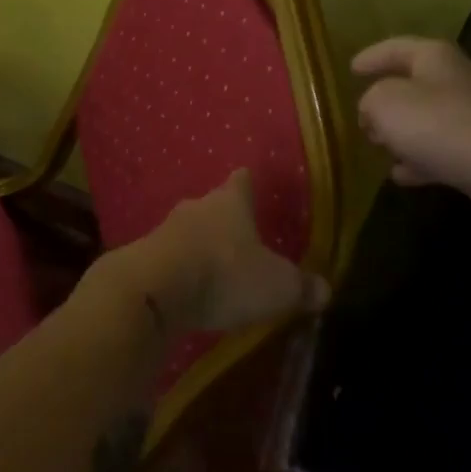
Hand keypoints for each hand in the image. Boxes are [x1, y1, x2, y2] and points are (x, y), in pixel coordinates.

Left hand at [99, 170, 329, 336]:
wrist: (154, 290)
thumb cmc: (225, 274)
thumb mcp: (277, 287)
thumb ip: (301, 287)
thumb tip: (325, 289)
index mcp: (230, 202)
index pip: (242, 181)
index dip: (249, 183)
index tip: (251, 181)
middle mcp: (197, 207)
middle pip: (213, 205)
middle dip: (225, 219)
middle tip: (241, 237)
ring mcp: (167, 229)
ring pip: (190, 231)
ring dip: (201, 246)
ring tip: (216, 268)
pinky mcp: (145, 257)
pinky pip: (170, 258)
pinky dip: (181, 270)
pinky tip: (189, 290)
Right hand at [352, 36, 470, 205]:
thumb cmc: (435, 122)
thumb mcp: (384, 103)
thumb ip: (370, 101)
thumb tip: (372, 111)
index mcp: (434, 57)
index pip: (396, 48)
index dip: (372, 56)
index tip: (351, 69)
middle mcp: (455, 80)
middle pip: (414, 84)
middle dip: (386, 100)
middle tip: (363, 114)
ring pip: (427, 120)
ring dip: (402, 133)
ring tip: (378, 145)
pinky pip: (441, 150)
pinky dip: (419, 159)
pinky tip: (400, 175)